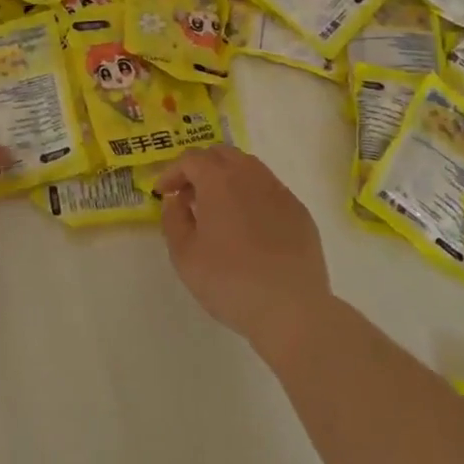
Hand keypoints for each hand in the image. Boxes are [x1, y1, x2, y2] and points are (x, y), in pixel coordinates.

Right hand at [155, 145, 332, 351]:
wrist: (291, 308)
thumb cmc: (229, 281)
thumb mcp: (184, 255)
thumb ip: (173, 220)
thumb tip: (176, 200)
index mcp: (219, 180)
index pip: (191, 159)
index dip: (172, 172)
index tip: (163, 192)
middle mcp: (251, 175)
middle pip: (222, 155)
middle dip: (201, 168)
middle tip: (189, 195)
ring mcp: (279, 191)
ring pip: (248, 168)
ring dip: (227, 178)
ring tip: (218, 209)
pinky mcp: (299, 211)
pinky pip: (269, 190)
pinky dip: (251, 196)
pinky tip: (249, 226)